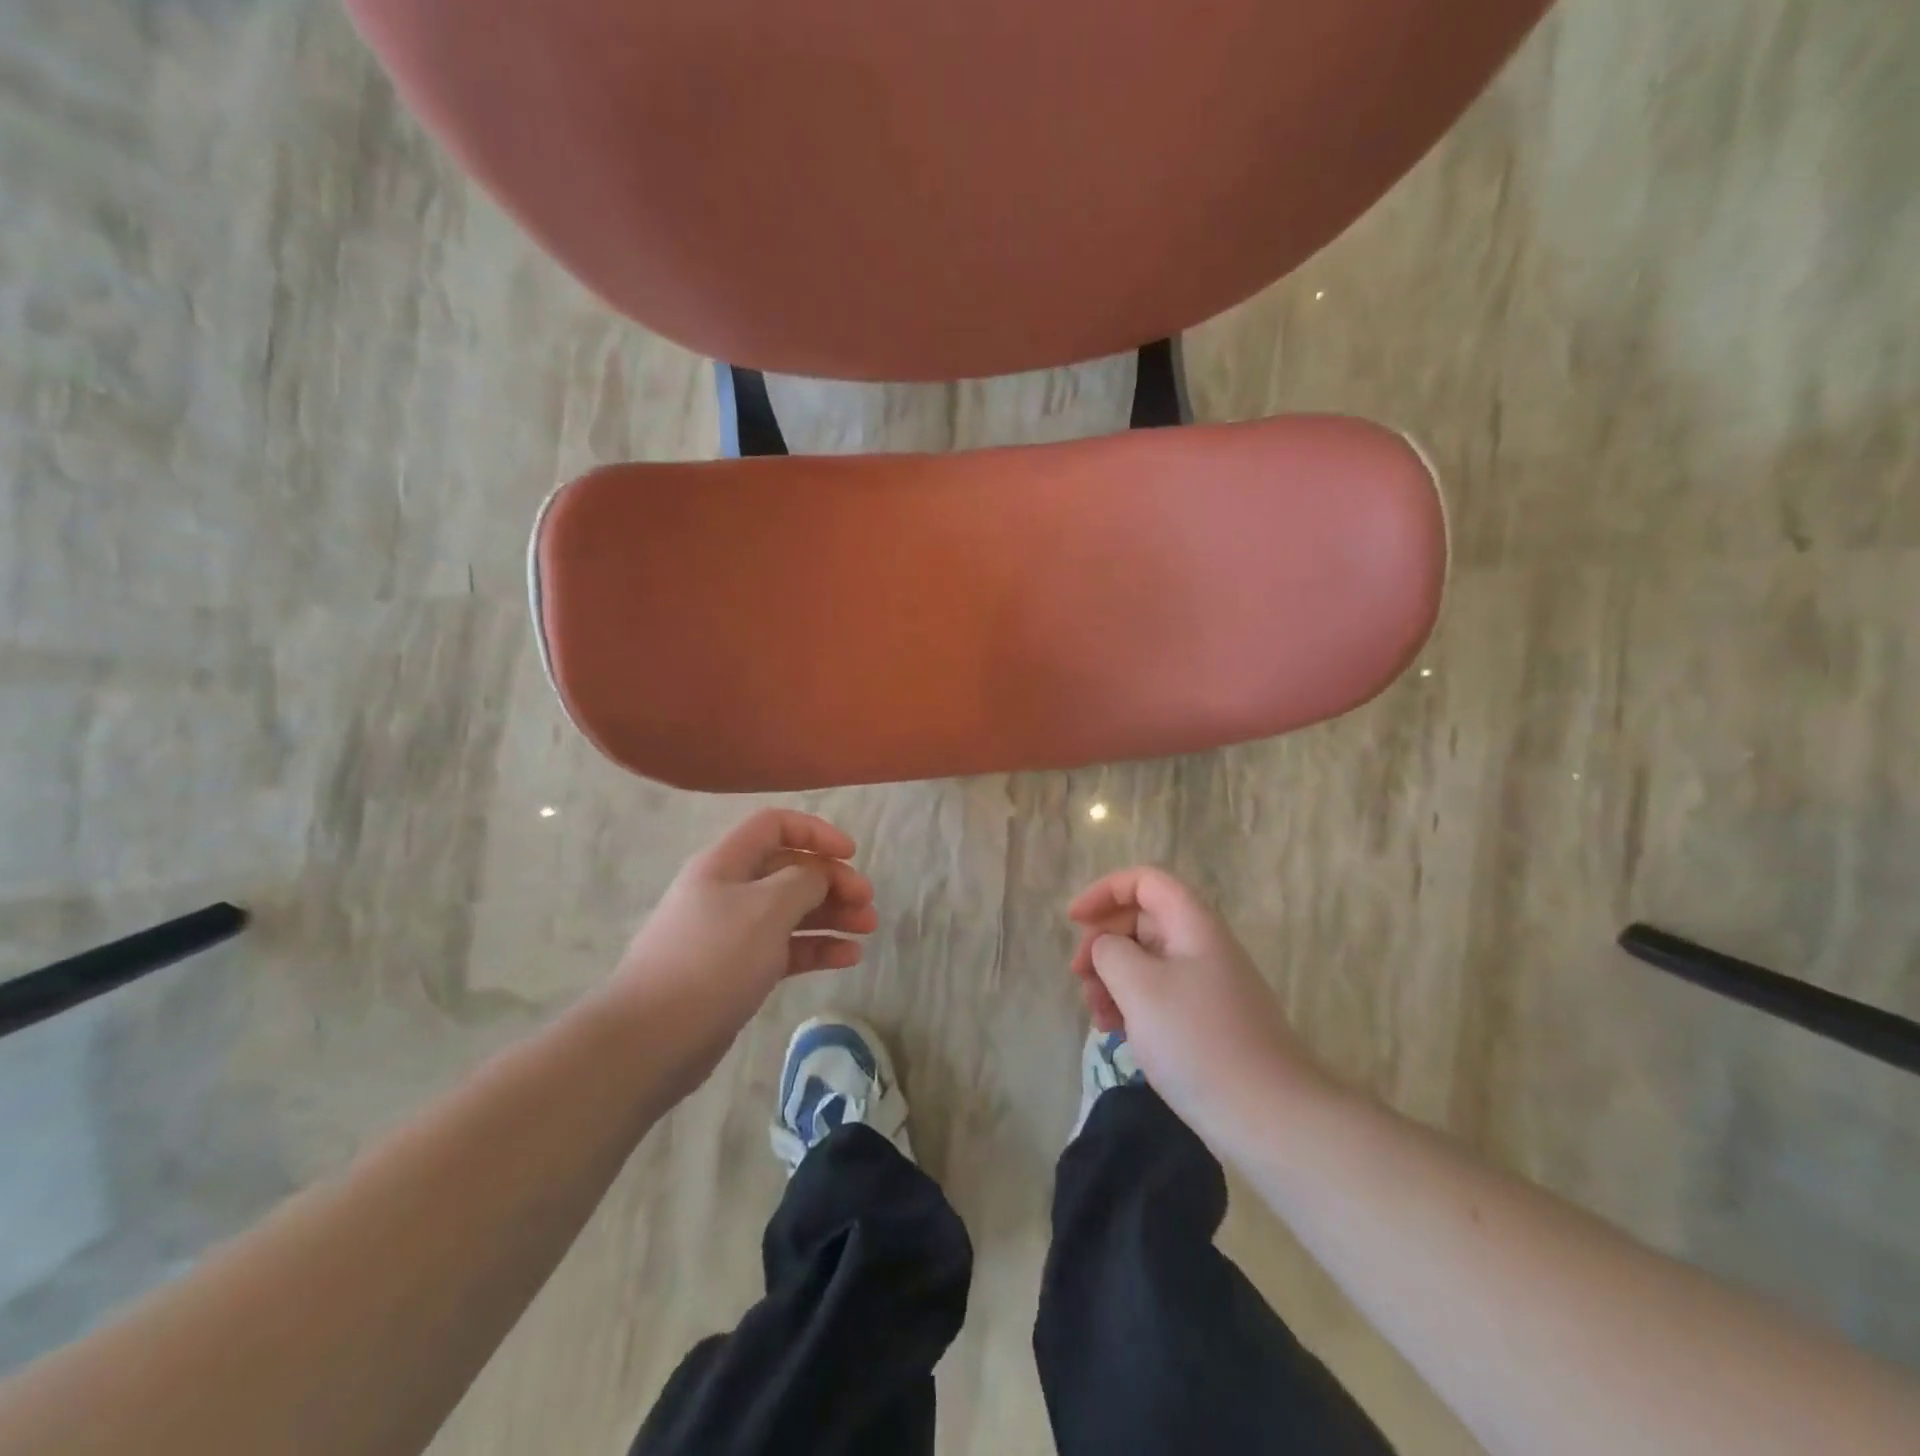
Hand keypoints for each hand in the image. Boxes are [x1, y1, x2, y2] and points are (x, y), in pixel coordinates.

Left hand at [609, 810, 877, 1094]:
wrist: (651, 1039)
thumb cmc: (712, 960)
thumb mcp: (766, 909)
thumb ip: (802, 882)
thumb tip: (818, 876)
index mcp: (725, 863)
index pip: (775, 826)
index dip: (816, 833)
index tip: (851, 855)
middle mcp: (728, 890)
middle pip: (789, 870)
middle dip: (832, 881)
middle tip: (867, 902)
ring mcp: (732, 933)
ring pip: (791, 912)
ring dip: (831, 915)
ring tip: (868, 929)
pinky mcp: (738, 971)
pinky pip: (785, 949)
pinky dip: (817, 948)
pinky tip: (848, 957)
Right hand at [1068, 867, 1330, 1140]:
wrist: (1269, 1117)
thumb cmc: (1197, 1041)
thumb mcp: (1140, 988)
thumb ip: (1110, 952)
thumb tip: (1106, 947)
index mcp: (1193, 925)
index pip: (1145, 882)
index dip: (1105, 892)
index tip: (1074, 921)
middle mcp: (1202, 946)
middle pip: (1142, 920)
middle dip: (1103, 942)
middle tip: (1078, 976)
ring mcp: (1207, 985)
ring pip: (1147, 961)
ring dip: (1113, 978)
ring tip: (1095, 1013)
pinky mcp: (1207, 1021)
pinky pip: (1159, 994)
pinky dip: (1132, 1004)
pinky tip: (1115, 1033)